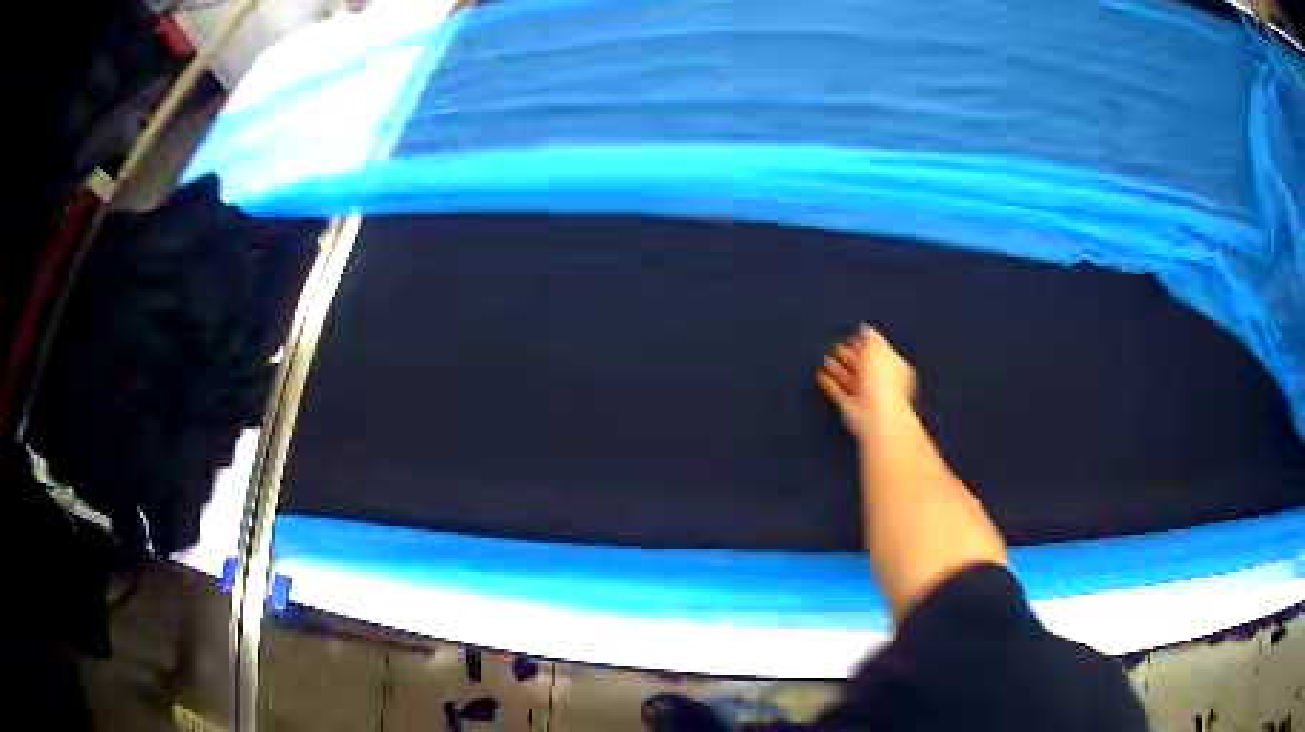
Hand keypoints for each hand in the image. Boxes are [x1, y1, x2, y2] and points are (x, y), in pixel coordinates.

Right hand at [817, 324, 916, 437]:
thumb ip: (870, 338)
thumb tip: (864, 329)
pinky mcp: (851, 408)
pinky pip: (839, 393)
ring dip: (837, 370)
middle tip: (835, 346)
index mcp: (892, 365)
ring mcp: (866, 395)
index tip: (852, 335)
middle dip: (849, 356)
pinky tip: (821, 376)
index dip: (864, 342)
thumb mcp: (878, 350)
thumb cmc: (883, 381)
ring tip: (825, 360)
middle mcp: (881, 380)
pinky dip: (830, 385)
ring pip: (850, 379)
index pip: (877, 350)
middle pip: (863, 365)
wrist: (877, 416)